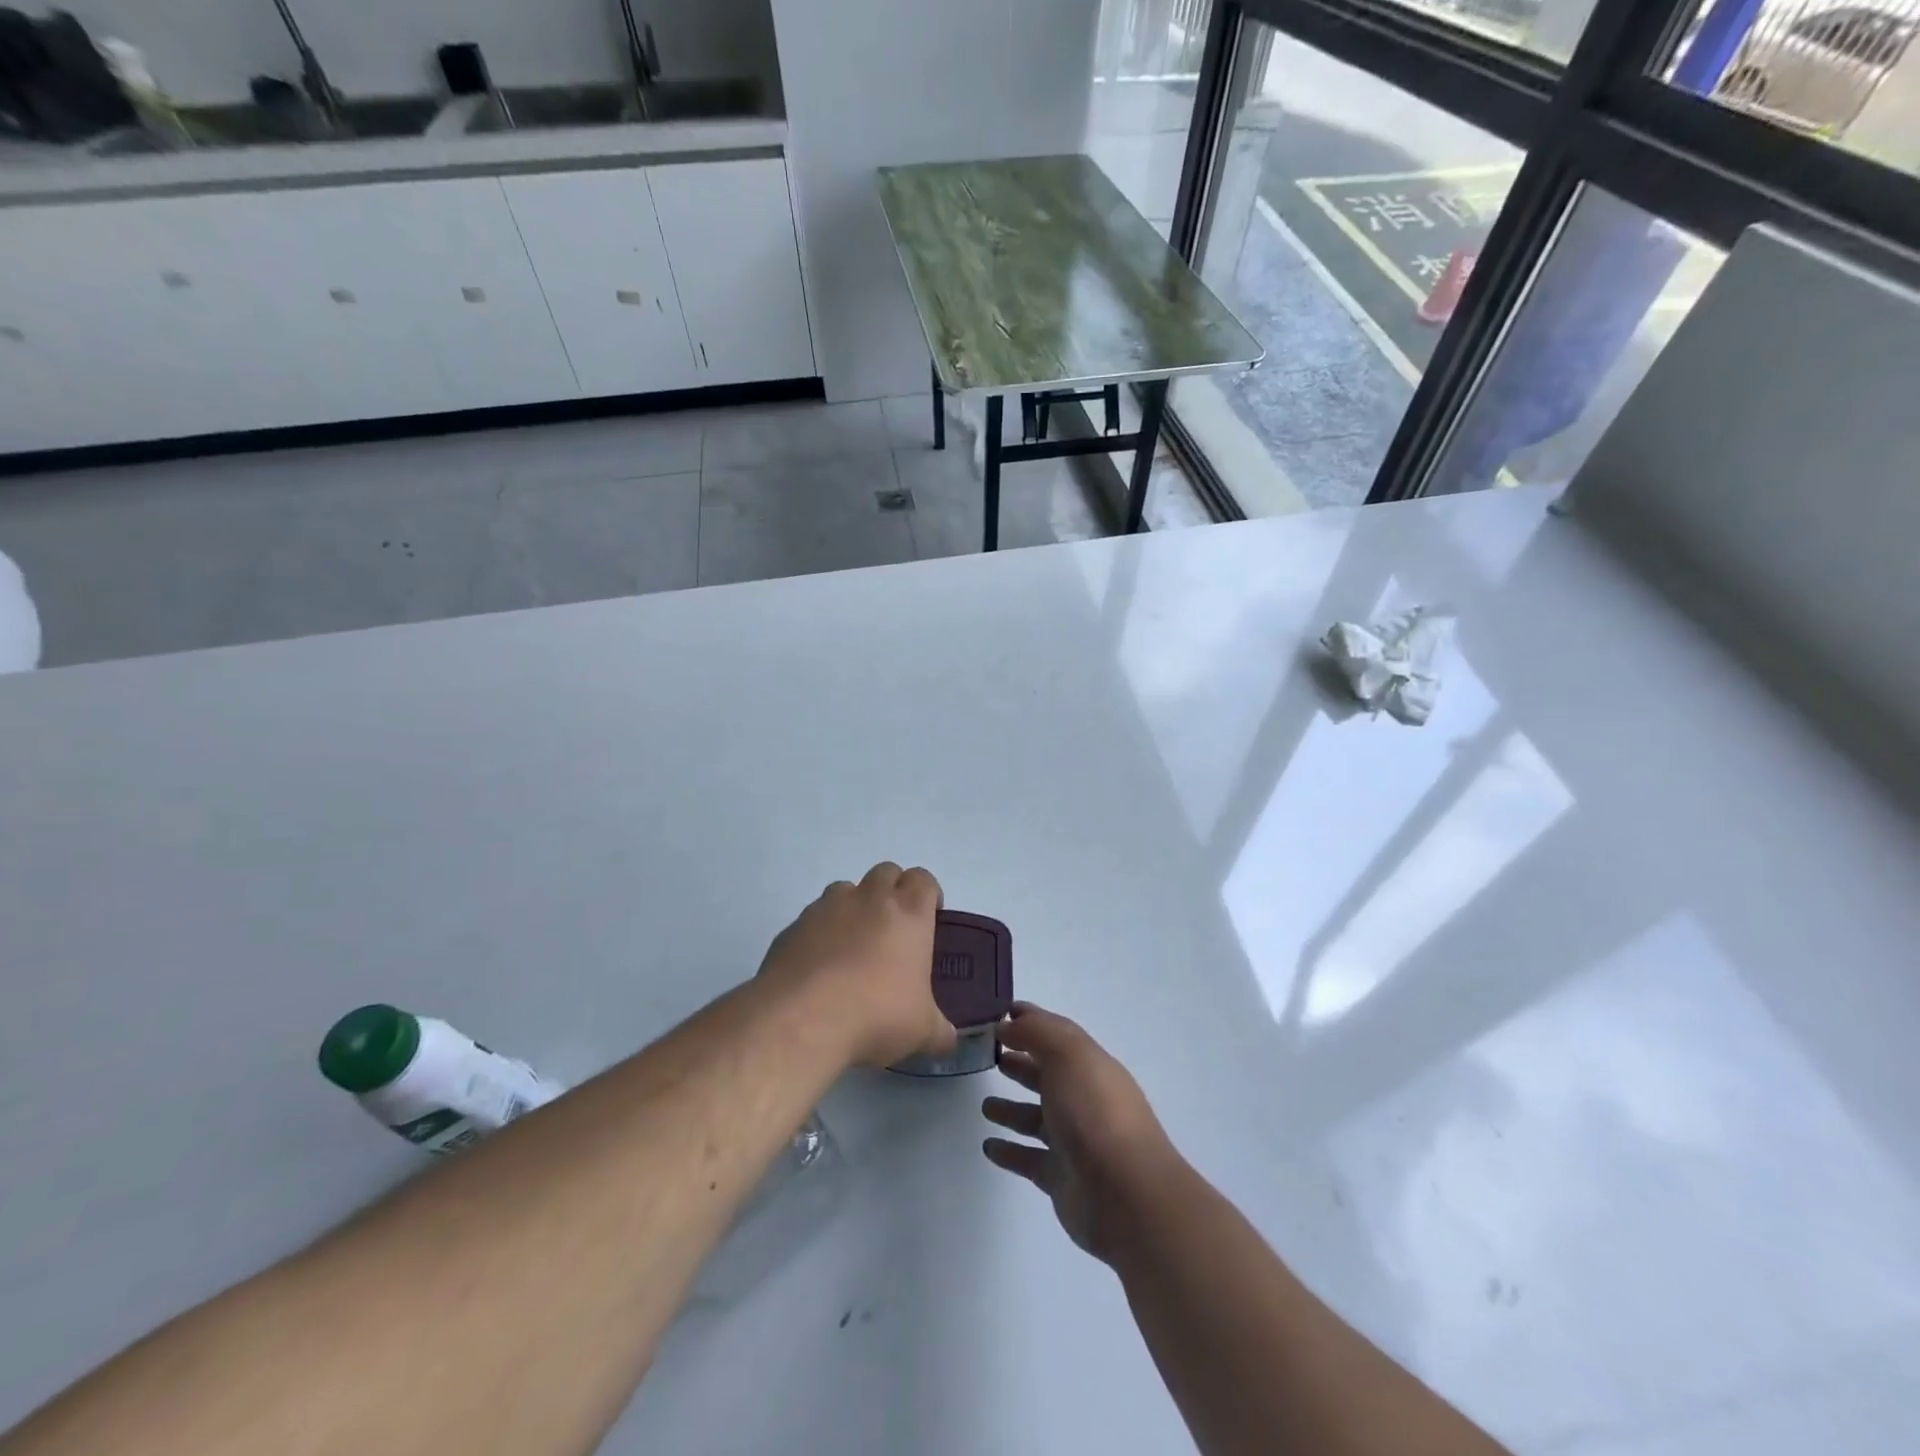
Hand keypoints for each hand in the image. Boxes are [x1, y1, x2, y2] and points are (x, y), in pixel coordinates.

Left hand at [756, 863, 957, 1069]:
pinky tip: (819, 968)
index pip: (923, 880)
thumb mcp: (921, 1031)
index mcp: (908, 913)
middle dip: (892, 892)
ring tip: (853, 946)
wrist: (802, 1018)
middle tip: (893, 929)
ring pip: (846, 889)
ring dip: (854, 907)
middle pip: (886, 872)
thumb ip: (939, 1030)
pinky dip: (820, 932)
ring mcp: (826, 908)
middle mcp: (869, 899)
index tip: (929, 918)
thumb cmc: (876, 1014)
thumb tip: (948, 1039)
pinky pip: (812, 918)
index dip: (928, 895)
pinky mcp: (793, 926)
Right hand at [981, 1003, 1180, 1263]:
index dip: (1032, 1021)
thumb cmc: (1095, 1112)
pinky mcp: (1061, 1178)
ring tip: (984, 1106)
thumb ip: (1036, 1032)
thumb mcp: (1067, 1055)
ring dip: (1011, 1109)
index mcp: (1091, 1066)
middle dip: (1022, 1063)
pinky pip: (1029, 1159)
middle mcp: (1084, 1099)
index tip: (1001, 1012)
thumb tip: (1008, 1023)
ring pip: (1036, 1118)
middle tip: (990, 1057)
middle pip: (1048, 1075)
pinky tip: (988, 1146)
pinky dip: (1009, 1151)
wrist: (1126, 1194)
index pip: (1058, 1034)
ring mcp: (1074, 1141)